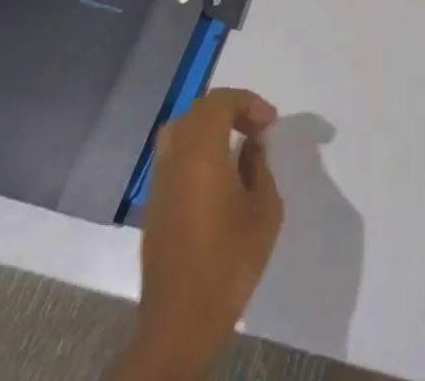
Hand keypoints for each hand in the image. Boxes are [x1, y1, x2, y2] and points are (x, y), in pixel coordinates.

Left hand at [112, 89, 284, 380]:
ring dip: (209, 127)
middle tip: (256, 127)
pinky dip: (196, 150)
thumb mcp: (264, 209)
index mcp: (201, 153)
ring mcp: (159, 183)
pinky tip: (217, 174)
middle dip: (230, 109)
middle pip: (198, 111)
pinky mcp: (153, 206)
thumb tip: (252, 142)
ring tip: (236, 144)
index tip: (271, 123)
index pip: (220, 101)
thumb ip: (259, 165)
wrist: (181, 322)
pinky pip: (173, 158)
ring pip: (180, 131)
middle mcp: (175, 159)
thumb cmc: (230, 261)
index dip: (248, 102)